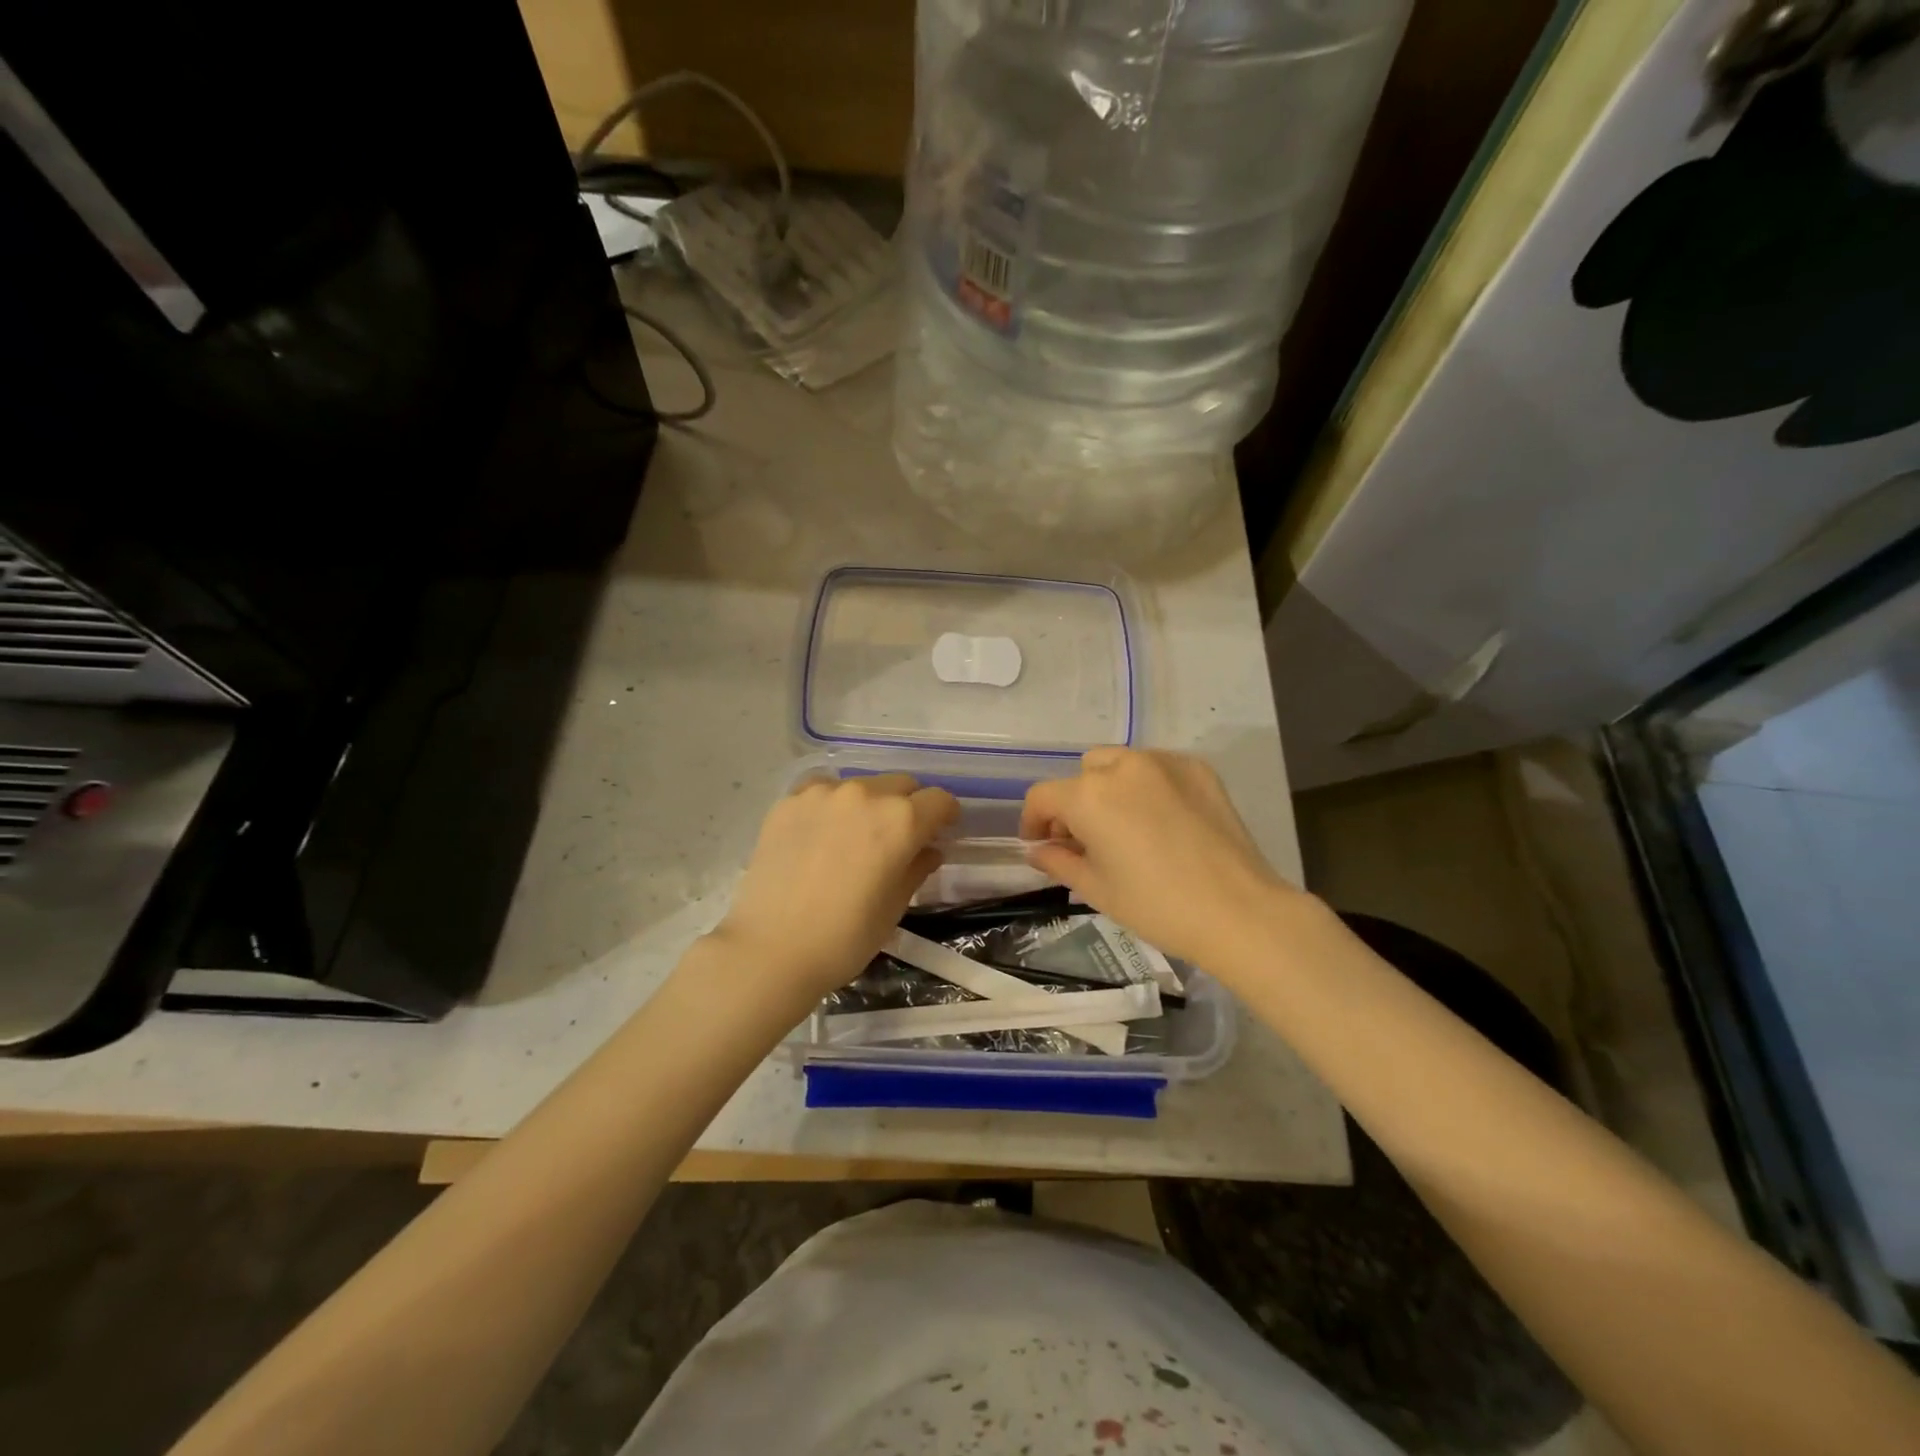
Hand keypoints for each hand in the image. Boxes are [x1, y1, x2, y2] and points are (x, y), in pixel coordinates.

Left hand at [711, 773, 959, 1006]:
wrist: (771, 950)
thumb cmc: (845, 937)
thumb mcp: (894, 907)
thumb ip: (917, 868)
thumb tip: (928, 850)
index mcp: (900, 820)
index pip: (939, 800)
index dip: (944, 817)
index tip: (939, 833)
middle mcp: (865, 794)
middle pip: (901, 784)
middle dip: (909, 805)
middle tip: (898, 837)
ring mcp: (823, 794)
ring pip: (861, 785)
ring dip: (869, 803)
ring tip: (854, 837)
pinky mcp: (789, 801)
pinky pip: (823, 791)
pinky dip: (831, 805)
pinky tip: (821, 834)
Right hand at [1020, 748, 1300, 971]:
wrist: (1238, 911)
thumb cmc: (1156, 906)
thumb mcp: (1096, 889)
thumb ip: (1058, 861)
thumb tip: (1038, 849)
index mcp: (1089, 796)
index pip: (1042, 796)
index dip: (1034, 821)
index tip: (1041, 844)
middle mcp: (1123, 766)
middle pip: (1082, 774)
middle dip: (1075, 802)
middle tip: (1086, 839)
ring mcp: (1164, 762)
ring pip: (1119, 763)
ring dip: (1110, 788)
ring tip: (1126, 826)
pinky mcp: (1198, 769)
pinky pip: (1157, 768)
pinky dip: (1148, 786)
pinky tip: (1163, 820)